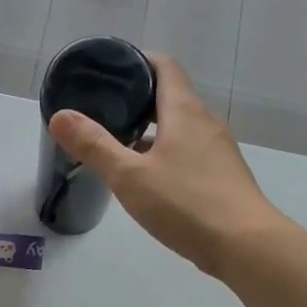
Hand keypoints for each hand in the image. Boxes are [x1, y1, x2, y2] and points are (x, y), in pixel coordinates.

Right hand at [47, 53, 286, 278]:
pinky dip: (165, 152)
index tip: (110, 67)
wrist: (247, 247)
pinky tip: (147, 176)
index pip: (165, 66)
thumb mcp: (130, 176)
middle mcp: (205, 123)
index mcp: (185, 111)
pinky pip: (189, 152)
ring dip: (151, 128)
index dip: (138, 59)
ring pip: (180, 127)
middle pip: (171, 96)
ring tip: (118, 140)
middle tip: (103, 106)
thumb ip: (94, 145)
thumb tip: (60, 116)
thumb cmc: (186, 203)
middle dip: (138, 97)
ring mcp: (218, 151)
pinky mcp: (222, 177)